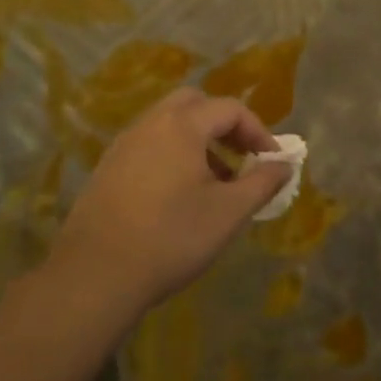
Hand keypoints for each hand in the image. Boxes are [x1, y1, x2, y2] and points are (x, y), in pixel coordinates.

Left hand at [53, 89, 290, 313]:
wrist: (95, 276)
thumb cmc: (172, 237)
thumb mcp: (229, 212)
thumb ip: (262, 182)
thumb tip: (284, 165)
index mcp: (181, 126)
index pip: (230, 109)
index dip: (259, 131)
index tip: (272, 161)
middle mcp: (149, 124)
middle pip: (194, 104)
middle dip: (224, 126)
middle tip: (241, 157)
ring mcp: (123, 145)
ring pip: (169, 125)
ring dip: (198, 141)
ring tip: (215, 181)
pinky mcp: (107, 169)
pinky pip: (149, 145)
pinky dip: (173, 155)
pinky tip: (179, 196)